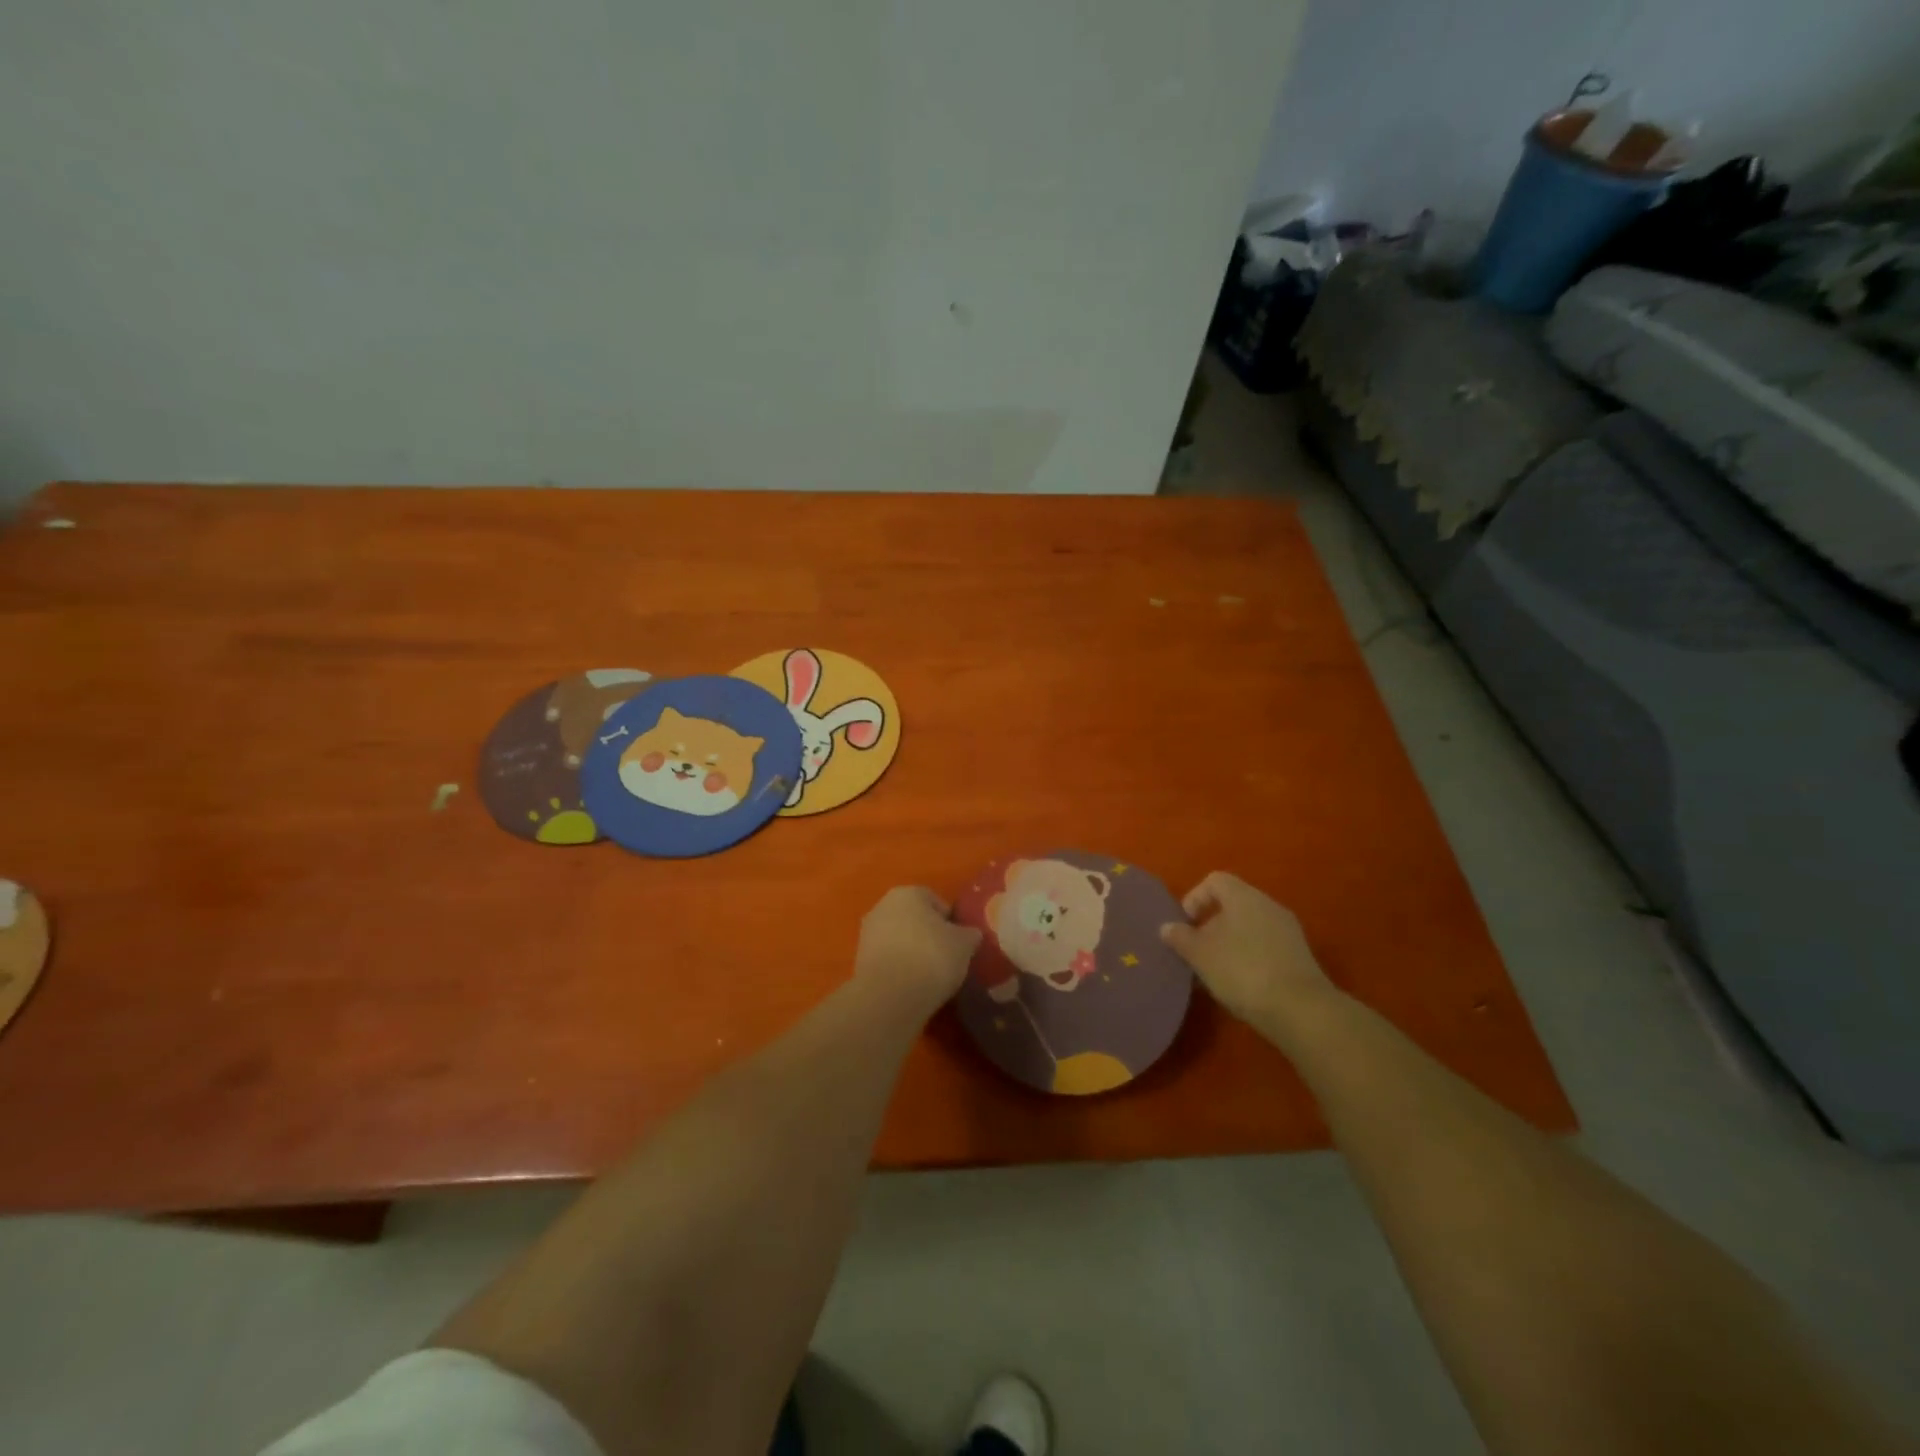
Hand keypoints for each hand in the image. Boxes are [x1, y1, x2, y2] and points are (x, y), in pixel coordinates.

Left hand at [855, 887, 981, 1011]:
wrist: (890, 996)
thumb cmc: (932, 957)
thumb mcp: (965, 944)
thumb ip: (969, 934)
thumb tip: (969, 934)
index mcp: (908, 893)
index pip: (936, 902)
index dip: (951, 922)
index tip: (960, 944)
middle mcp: (883, 906)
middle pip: (914, 919)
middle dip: (929, 935)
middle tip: (946, 958)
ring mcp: (867, 933)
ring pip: (899, 939)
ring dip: (912, 952)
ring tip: (930, 976)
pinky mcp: (859, 960)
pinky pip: (888, 959)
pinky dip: (899, 968)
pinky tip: (912, 985)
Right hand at [1160, 872, 1334, 1030]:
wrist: (1301, 1011)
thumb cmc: (1242, 971)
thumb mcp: (1200, 955)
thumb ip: (1180, 937)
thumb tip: (1167, 927)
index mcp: (1244, 896)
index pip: (1214, 881)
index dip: (1194, 898)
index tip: (1185, 926)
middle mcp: (1269, 905)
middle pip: (1232, 904)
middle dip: (1210, 925)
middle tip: (1196, 952)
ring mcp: (1288, 931)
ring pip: (1249, 927)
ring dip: (1229, 944)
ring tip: (1215, 972)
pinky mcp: (1299, 956)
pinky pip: (1265, 946)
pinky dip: (1249, 957)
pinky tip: (1240, 984)